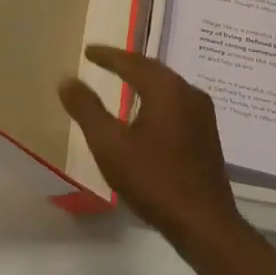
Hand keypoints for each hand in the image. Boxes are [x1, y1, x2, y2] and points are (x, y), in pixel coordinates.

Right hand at [58, 46, 243, 245]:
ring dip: (143, 80)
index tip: (88, 52)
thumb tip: (68, 81)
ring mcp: (203, 114)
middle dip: (127, 63)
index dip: (107, 56)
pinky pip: (176, 102)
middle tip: (103, 60)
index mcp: (167, 89)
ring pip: (167, 86)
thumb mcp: (110, 145)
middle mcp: (189, 92)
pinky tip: (147, 111)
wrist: (204, 223)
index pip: (132, 62)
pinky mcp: (207, 134)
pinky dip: (156, 97)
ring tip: (122, 80)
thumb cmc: (153, 179)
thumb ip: (87, 109)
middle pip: (153, 69)